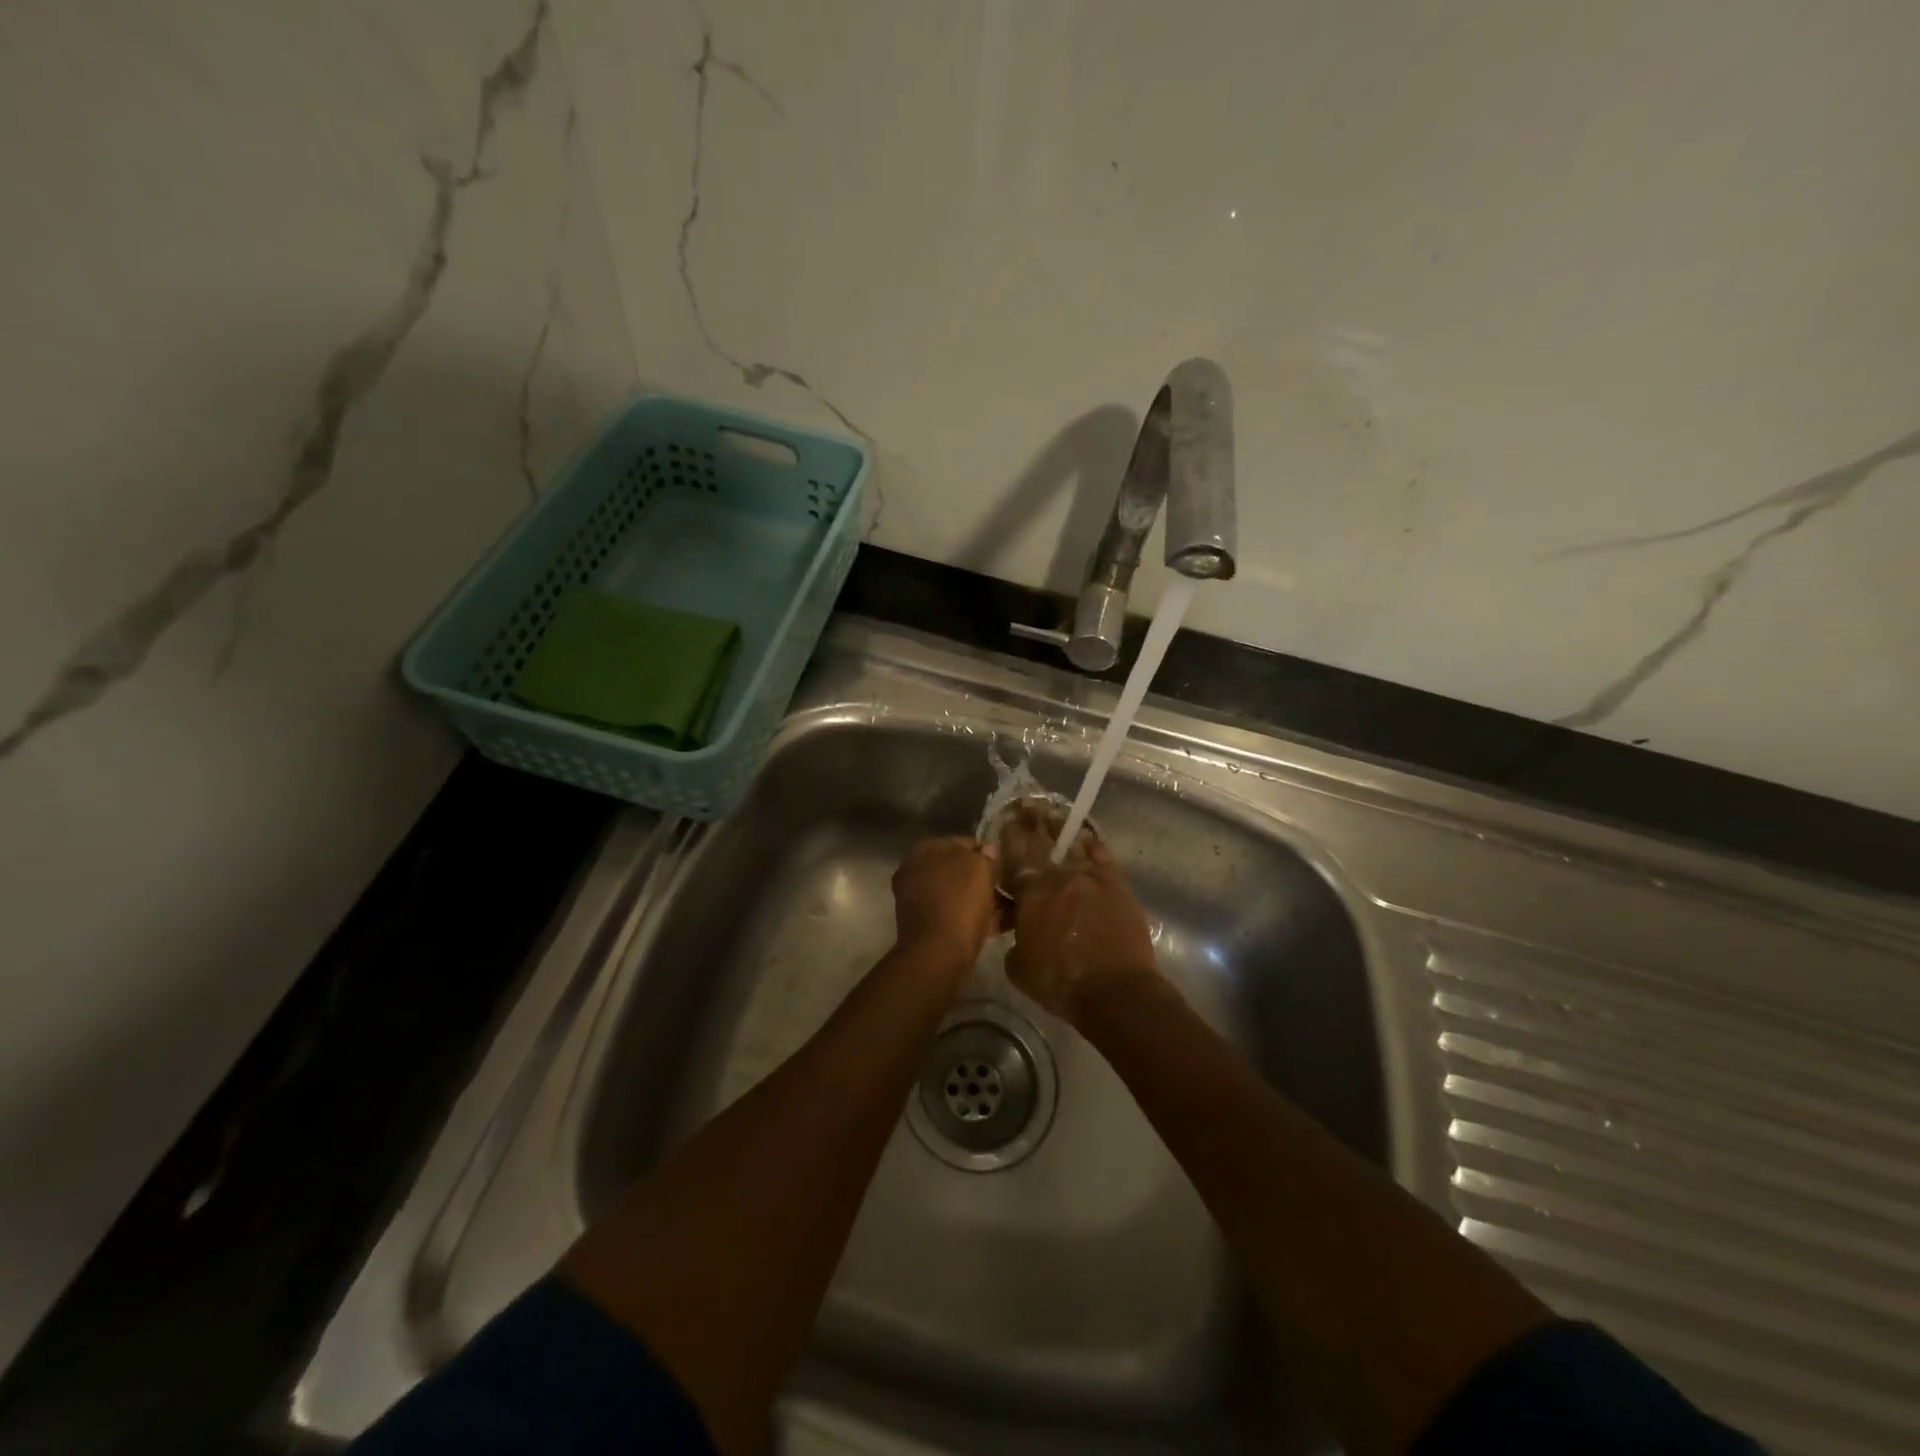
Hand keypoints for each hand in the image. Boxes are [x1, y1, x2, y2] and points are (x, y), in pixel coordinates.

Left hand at [891, 837, 997, 964]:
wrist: (939, 954)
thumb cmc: (959, 901)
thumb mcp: (980, 867)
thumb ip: (985, 855)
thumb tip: (987, 850)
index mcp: (925, 851)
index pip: (962, 842)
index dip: (986, 852)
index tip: (1006, 864)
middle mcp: (917, 872)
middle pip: (959, 870)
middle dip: (984, 878)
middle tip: (1009, 887)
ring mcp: (919, 901)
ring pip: (959, 894)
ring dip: (983, 899)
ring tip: (1011, 908)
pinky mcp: (927, 927)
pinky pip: (957, 915)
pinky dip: (976, 918)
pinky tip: (1001, 924)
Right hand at [998, 805, 1158, 1026]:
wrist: (1115, 990)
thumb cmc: (1061, 983)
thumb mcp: (1019, 968)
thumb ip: (1015, 941)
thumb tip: (1020, 932)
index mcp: (1031, 894)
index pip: (1015, 857)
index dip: (1009, 837)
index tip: (1005, 822)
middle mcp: (1059, 877)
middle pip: (1042, 844)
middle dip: (1032, 824)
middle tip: (1026, 806)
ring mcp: (1090, 877)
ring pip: (1072, 845)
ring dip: (1060, 828)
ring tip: (1052, 814)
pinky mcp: (1116, 885)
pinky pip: (1102, 856)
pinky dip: (1092, 844)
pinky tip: (1087, 837)